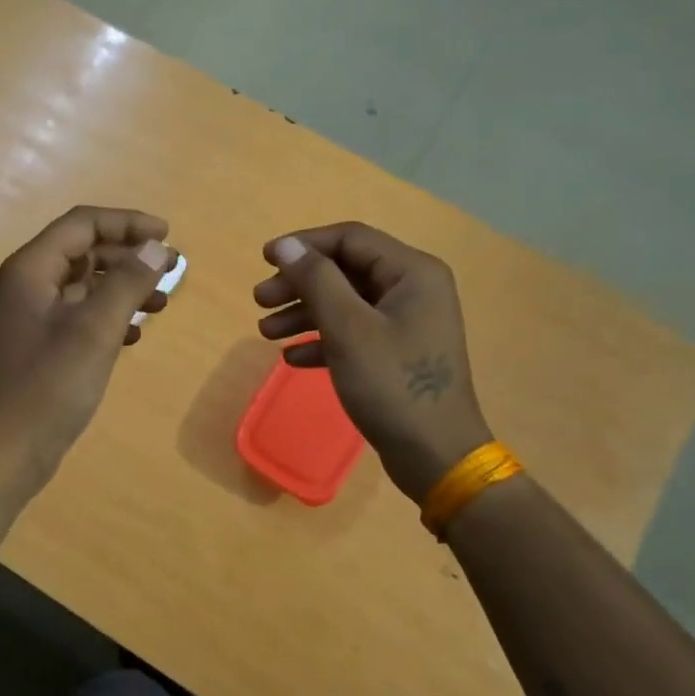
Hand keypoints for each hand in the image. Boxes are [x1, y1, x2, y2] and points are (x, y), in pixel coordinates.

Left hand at [0, 206, 174, 488]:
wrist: (11, 450)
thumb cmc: (51, 385)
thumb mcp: (96, 329)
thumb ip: (128, 282)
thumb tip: (157, 247)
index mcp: (30, 270)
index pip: (82, 224)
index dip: (127, 223)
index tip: (167, 235)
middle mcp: (26, 285)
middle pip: (84, 251)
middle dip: (129, 256)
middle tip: (173, 269)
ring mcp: (31, 316)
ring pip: (84, 284)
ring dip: (124, 287)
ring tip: (162, 303)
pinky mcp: (39, 343)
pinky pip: (79, 314)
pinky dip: (109, 315)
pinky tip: (135, 334)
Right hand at [253, 222, 490, 503]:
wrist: (435, 455)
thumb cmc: (392, 385)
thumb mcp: (348, 329)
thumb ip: (315, 281)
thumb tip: (285, 245)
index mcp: (412, 273)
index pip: (350, 239)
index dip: (304, 245)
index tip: (263, 260)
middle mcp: (413, 290)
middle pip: (345, 271)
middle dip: (299, 284)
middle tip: (259, 301)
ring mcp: (407, 324)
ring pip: (346, 304)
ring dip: (304, 313)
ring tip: (265, 332)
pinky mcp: (398, 354)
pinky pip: (354, 334)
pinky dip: (322, 340)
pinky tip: (293, 358)